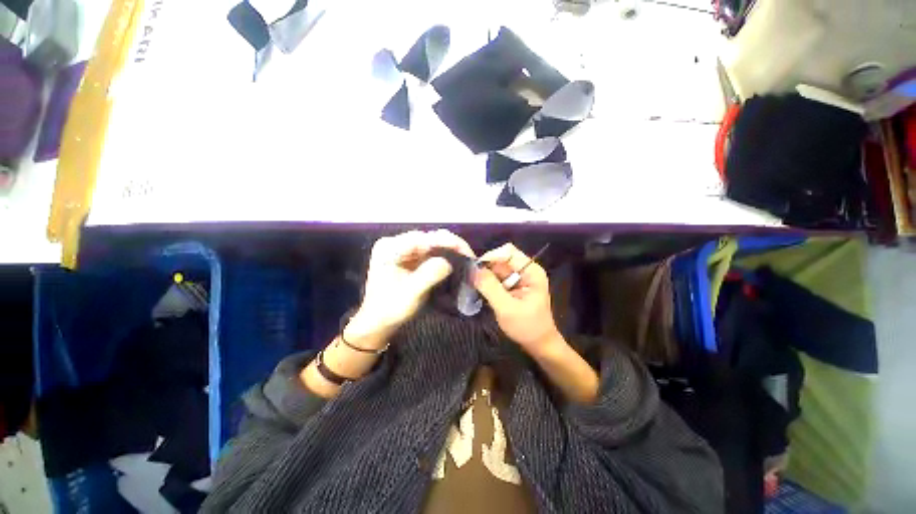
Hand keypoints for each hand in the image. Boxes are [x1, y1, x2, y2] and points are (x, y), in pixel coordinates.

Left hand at [347, 230, 473, 346]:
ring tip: (467, 259)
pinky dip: (446, 256)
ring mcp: (404, 250)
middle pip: (429, 238)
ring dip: (451, 250)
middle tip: (470, 257)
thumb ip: (428, 275)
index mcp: (390, 247)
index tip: (466, 252)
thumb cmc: (389, 309)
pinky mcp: (412, 258)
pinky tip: (457, 261)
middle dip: (451, 245)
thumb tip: (449, 261)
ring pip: (433, 244)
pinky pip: (432, 252)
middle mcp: (397, 243)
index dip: (446, 242)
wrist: (378, 322)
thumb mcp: (410, 294)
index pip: (423, 238)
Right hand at [473, 243, 561, 355]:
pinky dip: (488, 282)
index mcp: (531, 271)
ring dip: (485, 276)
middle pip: (501, 259)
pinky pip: (497, 277)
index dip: (491, 256)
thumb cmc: (526, 327)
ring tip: (475, 286)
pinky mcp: (513, 285)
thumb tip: (473, 270)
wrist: (538, 344)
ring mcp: (519, 277)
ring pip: (497, 268)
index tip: (475, 269)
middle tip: (472, 280)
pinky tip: (482, 291)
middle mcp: (526, 270)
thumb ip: (490, 288)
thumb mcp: (506, 308)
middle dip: (486, 267)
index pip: (508, 252)